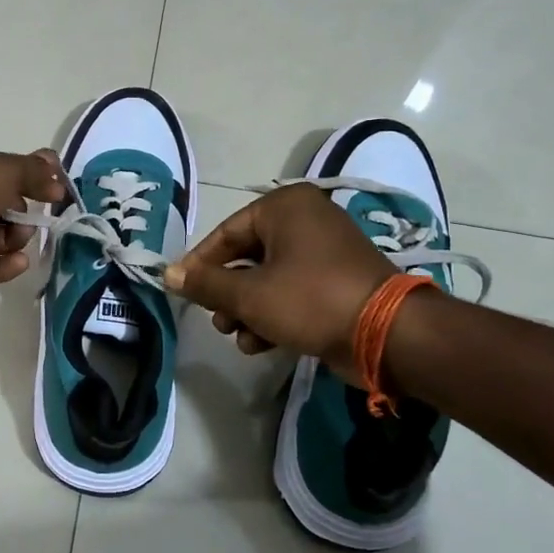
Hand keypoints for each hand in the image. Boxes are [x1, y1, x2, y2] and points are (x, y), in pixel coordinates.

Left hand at [0, 133, 64, 289]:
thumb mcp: (4, 170)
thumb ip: (34, 174)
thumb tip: (59, 181)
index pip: (2, 170)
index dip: (29, 181)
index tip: (54, 192)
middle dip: (23, 214)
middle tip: (37, 221)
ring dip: (14, 241)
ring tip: (22, 242)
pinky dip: (1, 266)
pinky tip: (20, 264)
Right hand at [163, 184, 393, 384]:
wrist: (386, 334)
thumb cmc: (310, 300)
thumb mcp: (249, 294)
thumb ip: (206, 284)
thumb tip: (167, 274)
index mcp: (285, 208)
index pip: (226, 233)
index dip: (199, 265)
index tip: (181, 291)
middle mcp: (305, 221)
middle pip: (246, 257)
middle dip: (227, 294)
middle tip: (216, 320)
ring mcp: (324, 252)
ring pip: (267, 279)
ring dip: (247, 310)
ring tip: (239, 336)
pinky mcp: (336, 282)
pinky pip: (292, 292)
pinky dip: (274, 314)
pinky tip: (261, 344)